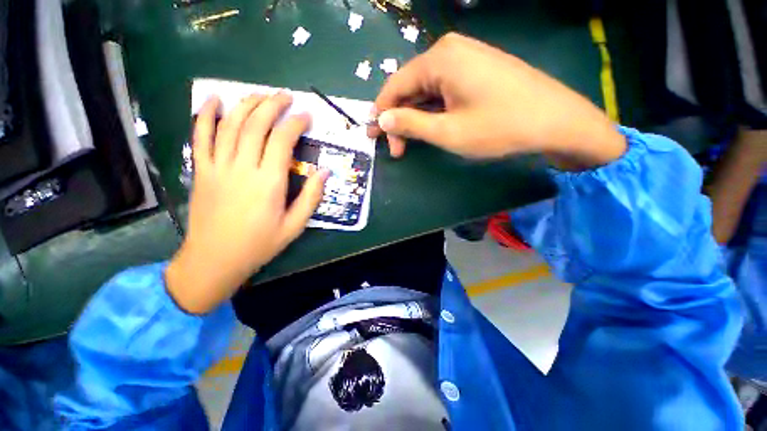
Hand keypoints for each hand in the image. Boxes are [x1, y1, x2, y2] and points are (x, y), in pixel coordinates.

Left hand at [166, 94, 328, 313]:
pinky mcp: (201, 170)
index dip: (297, 121)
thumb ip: (310, 200)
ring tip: (259, 95)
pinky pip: (201, 137)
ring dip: (247, 103)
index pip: (283, 138)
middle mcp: (243, 167)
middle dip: (274, 103)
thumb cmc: (254, 247)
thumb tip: (326, 172)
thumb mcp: (290, 230)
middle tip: (285, 97)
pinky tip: (214, 98)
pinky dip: (206, 115)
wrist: (213, 260)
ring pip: (232, 124)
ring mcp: (219, 166)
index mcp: (268, 183)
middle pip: (258, 122)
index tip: (305, 116)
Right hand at [368, 33, 625, 170]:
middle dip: (405, 115)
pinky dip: (444, 100)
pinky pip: (452, 78)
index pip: (394, 85)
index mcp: (437, 58)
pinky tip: (448, 118)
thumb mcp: (452, 133)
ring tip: (426, 136)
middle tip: (403, 146)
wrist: (559, 118)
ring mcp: (470, 50)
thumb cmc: (505, 126)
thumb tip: (381, 120)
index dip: (382, 115)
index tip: (378, 142)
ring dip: (425, 109)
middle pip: (414, 82)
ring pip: (433, 81)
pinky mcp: (484, 58)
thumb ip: (411, 125)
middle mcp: (449, 46)